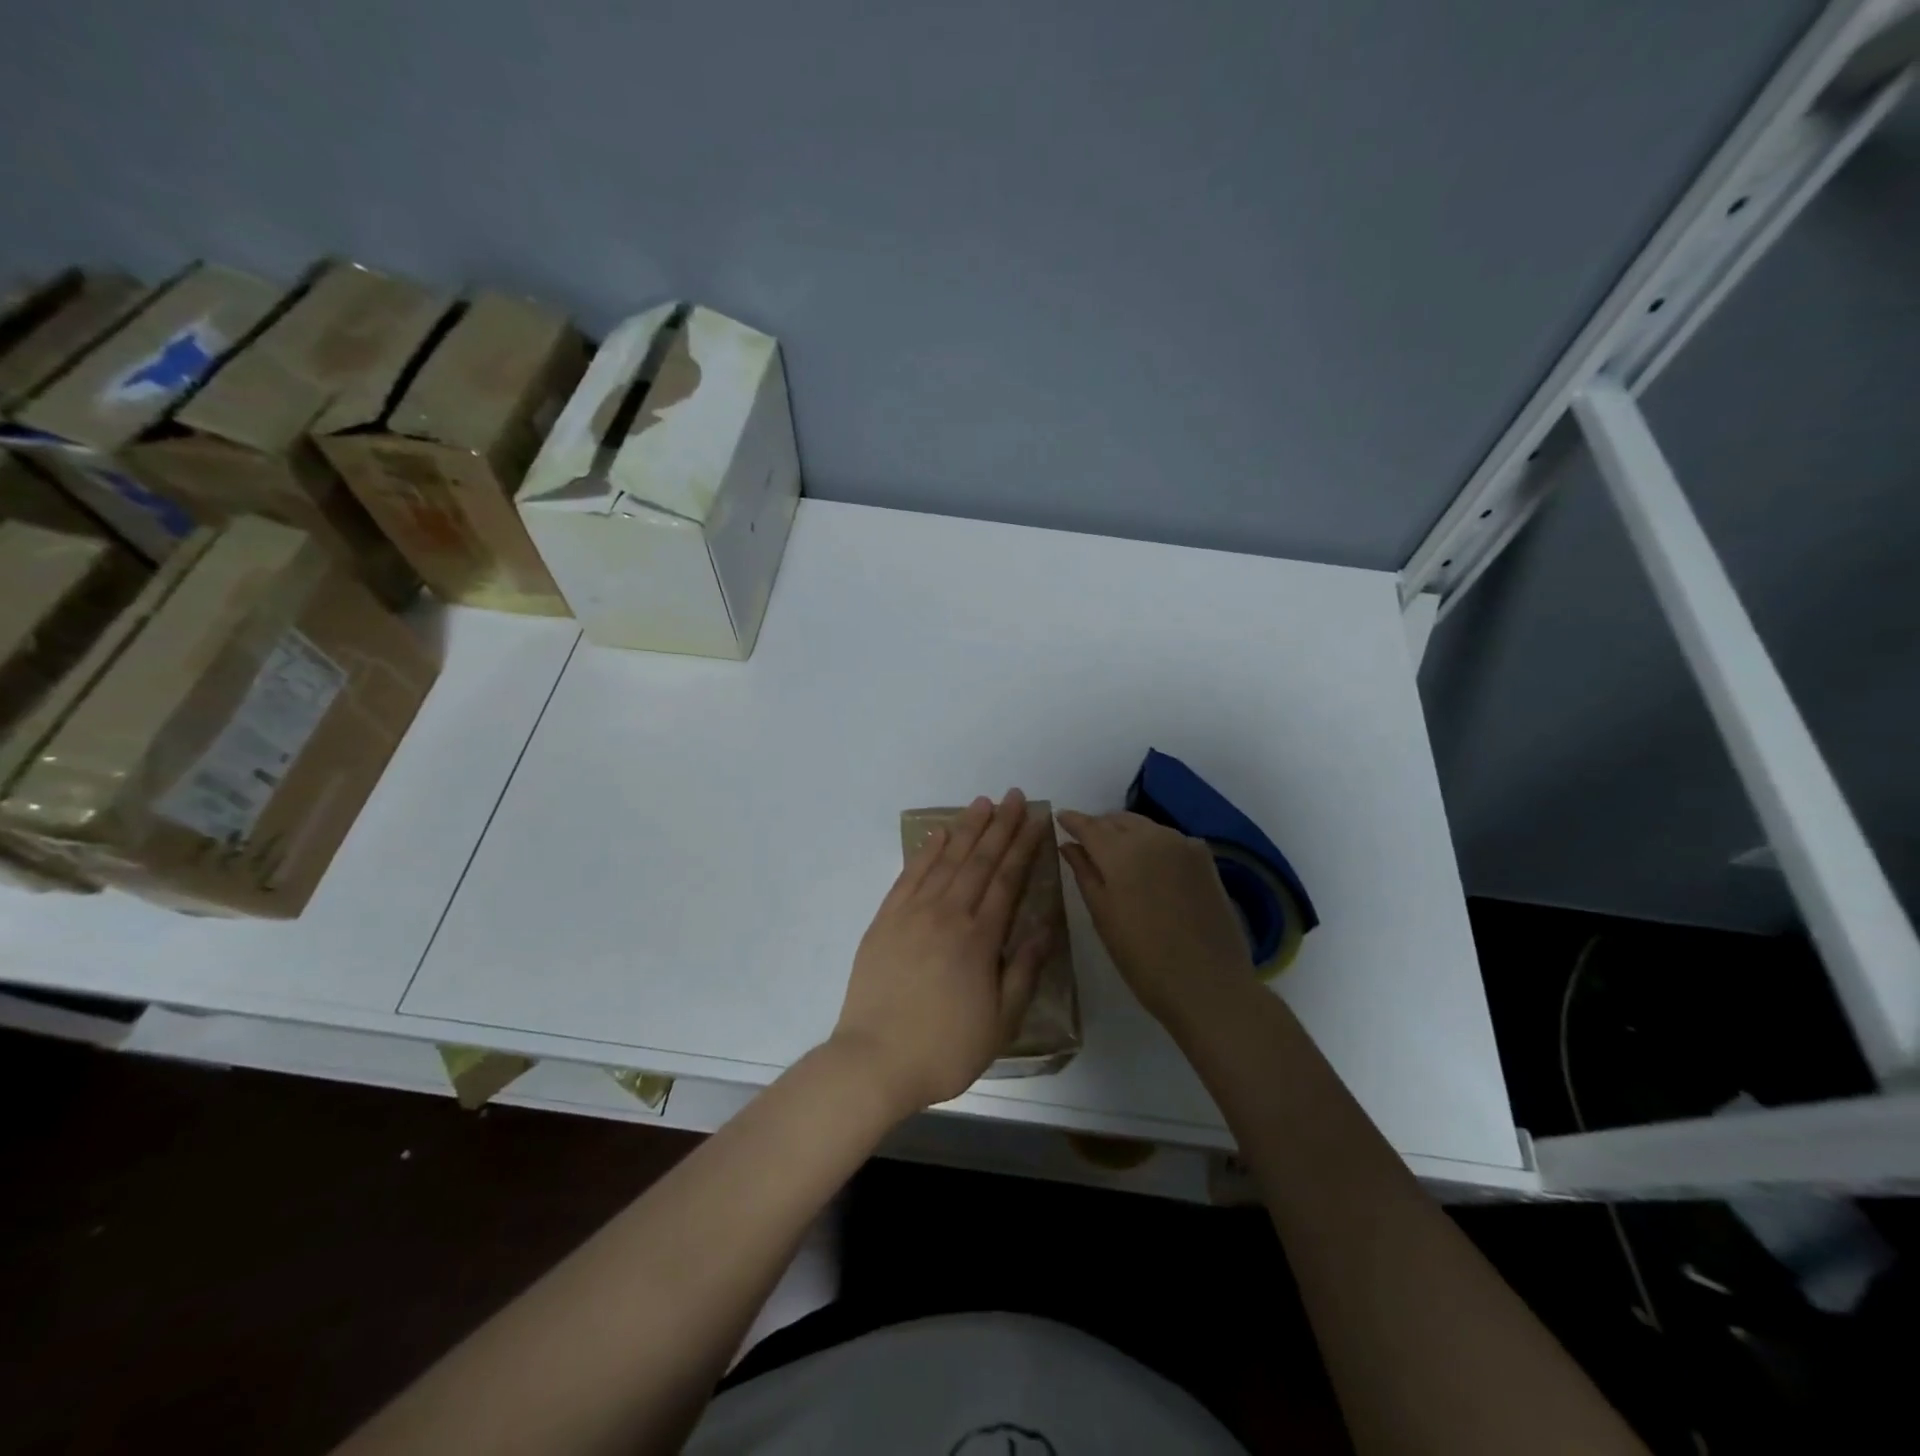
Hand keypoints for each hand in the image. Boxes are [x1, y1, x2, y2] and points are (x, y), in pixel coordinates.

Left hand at [832, 790, 1053, 1117]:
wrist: (875, 1061)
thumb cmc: (946, 1048)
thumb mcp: (1002, 1022)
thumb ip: (1025, 970)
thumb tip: (1045, 927)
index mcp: (980, 938)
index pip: (1008, 879)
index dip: (1024, 846)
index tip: (1036, 819)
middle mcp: (948, 914)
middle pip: (979, 860)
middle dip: (1000, 826)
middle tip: (1015, 796)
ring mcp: (912, 913)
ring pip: (945, 860)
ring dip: (966, 829)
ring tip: (982, 803)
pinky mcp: (885, 920)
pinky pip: (909, 875)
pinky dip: (926, 851)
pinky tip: (938, 834)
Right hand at [1058, 810, 1251, 1022]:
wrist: (1209, 984)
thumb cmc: (1143, 957)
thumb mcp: (1103, 916)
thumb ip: (1084, 873)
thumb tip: (1069, 844)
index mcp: (1121, 851)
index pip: (1089, 825)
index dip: (1072, 820)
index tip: (1059, 817)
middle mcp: (1152, 836)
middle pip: (1118, 820)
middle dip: (1099, 825)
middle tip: (1085, 841)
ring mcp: (1183, 844)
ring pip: (1145, 826)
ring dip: (1126, 832)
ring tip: (1115, 853)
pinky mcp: (1205, 859)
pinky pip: (1169, 839)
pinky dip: (1152, 843)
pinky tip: (1149, 864)